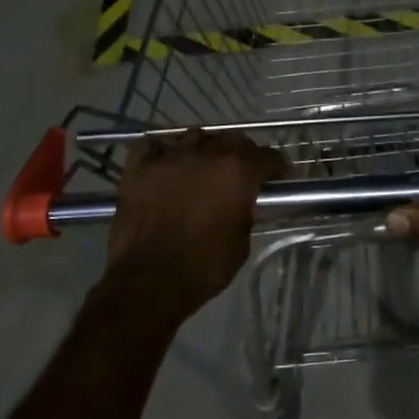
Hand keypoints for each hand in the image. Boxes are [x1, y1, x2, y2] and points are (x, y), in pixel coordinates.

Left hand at [101, 129, 287, 332]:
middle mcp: (206, 154)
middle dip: (243, 153)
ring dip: (205, 148)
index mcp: (237, 171)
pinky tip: (167, 163)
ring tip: (203, 166)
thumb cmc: (204, 266)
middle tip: (242, 172)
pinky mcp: (139, 168)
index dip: (277, 167)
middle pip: (233, 139)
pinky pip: (153, 145)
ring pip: (195, 136)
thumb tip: (241, 202)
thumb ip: (245, 210)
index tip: (279, 177)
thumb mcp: (241, 241)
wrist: (149, 282)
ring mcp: (170, 157)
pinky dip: (163, 151)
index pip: (267, 156)